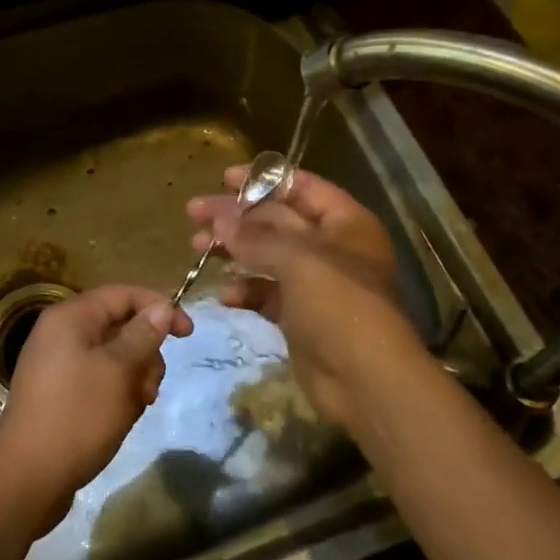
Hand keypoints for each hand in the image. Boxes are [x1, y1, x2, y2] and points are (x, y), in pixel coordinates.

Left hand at [0, 285, 192, 534]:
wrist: (27, 478)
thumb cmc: (77, 416)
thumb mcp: (118, 371)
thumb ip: (143, 335)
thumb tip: (161, 308)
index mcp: (71, 317)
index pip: (123, 294)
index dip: (159, 307)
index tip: (188, 334)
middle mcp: (60, 333)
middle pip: (119, 325)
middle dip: (145, 353)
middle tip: (150, 387)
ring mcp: (56, 364)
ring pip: (112, 356)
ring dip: (133, 377)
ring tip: (135, 407)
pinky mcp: (58, 393)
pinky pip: (97, 379)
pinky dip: (116, 393)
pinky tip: (121, 418)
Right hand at [187, 165, 428, 433]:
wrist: (366, 381)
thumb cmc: (339, 304)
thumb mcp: (297, 260)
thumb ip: (255, 237)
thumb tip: (218, 219)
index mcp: (344, 222)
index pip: (300, 187)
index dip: (263, 179)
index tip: (223, 179)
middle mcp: (331, 246)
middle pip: (277, 219)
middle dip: (236, 216)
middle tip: (194, 213)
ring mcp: (315, 282)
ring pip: (267, 255)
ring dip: (234, 251)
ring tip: (197, 248)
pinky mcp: (300, 315)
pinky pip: (267, 292)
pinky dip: (246, 290)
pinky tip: (226, 295)